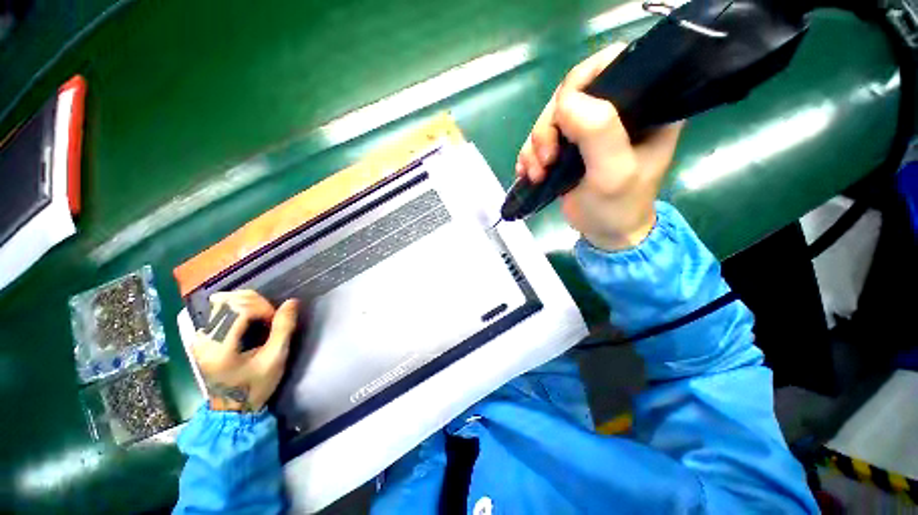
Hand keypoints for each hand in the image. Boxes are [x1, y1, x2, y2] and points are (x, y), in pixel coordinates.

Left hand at [192, 290, 298, 411]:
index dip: (263, 308)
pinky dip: (238, 307)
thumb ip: (283, 329)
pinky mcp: (203, 336)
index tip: (275, 321)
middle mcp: (204, 338)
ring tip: (261, 316)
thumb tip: (292, 302)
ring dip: (247, 303)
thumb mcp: (275, 359)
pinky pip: (219, 310)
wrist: (232, 408)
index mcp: (219, 347)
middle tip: (270, 318)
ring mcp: (200, 336)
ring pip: (222, 301)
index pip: (238, 309)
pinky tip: (250, 319)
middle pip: (228, 300)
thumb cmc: (255, 386)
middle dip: (256, 303)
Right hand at [516, 43, 682, 251]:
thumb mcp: (613, 172)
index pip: (613, 63)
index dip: (581, 80)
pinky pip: (541, 137)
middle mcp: (617, 109)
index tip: (562, 116)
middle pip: (571, 93)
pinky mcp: (569, 145)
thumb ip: (598, 131)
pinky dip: (530, 154)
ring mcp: (589, 128)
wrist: (605, 233)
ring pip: (550, 117)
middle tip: (546, 160)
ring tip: (538, 173)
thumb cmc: (617, 207)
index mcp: (645, 104)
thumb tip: (565, 100)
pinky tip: (530, 172)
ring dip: (536, 145)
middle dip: (549, 127)